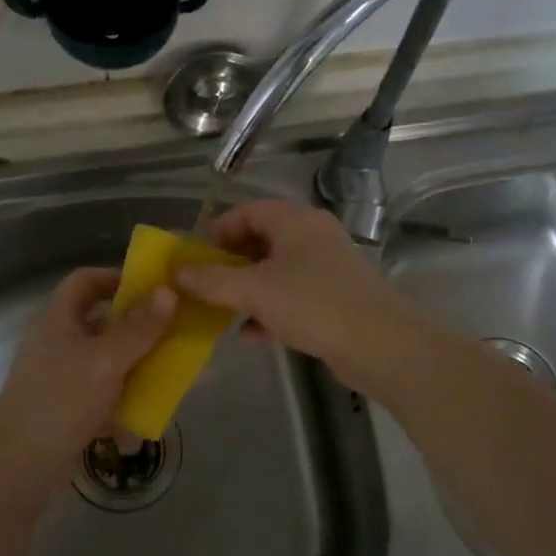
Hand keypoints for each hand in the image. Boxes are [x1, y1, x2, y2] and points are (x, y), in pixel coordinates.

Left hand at [0, 267, 174, 496]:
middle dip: (139, 324)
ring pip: (108, 357)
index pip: (85, 280)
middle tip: (175, 328)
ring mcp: (63, 376)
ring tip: (174, 365)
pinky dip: (129, 392)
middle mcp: (59, 342)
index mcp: (58, 320)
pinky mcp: (70, 407)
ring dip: (139, 359)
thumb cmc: (61, 402)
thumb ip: (139, 327)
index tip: (154, 288)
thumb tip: (168, 291)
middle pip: (102, 319)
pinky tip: (155, 403)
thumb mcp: (106, 360)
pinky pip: (106, 389)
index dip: (117, 277)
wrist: (21, 468)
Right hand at [174, 199, 430, 390]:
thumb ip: (212, 280)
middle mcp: (312, 236)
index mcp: (295, 220)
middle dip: (229, 263)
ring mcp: (327, 267)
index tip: (194, 257)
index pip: (247, 210)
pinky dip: (269, 309)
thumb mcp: (254, 290)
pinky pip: (292, 296)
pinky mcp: (335, 298)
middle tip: (203, 285)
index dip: (217, 230)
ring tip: (219, 310)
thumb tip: (176, 272)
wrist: (379, 345)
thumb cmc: (313, 304)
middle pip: (261, 240)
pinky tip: (250, 334)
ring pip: (276, 271)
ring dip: (247, 288)